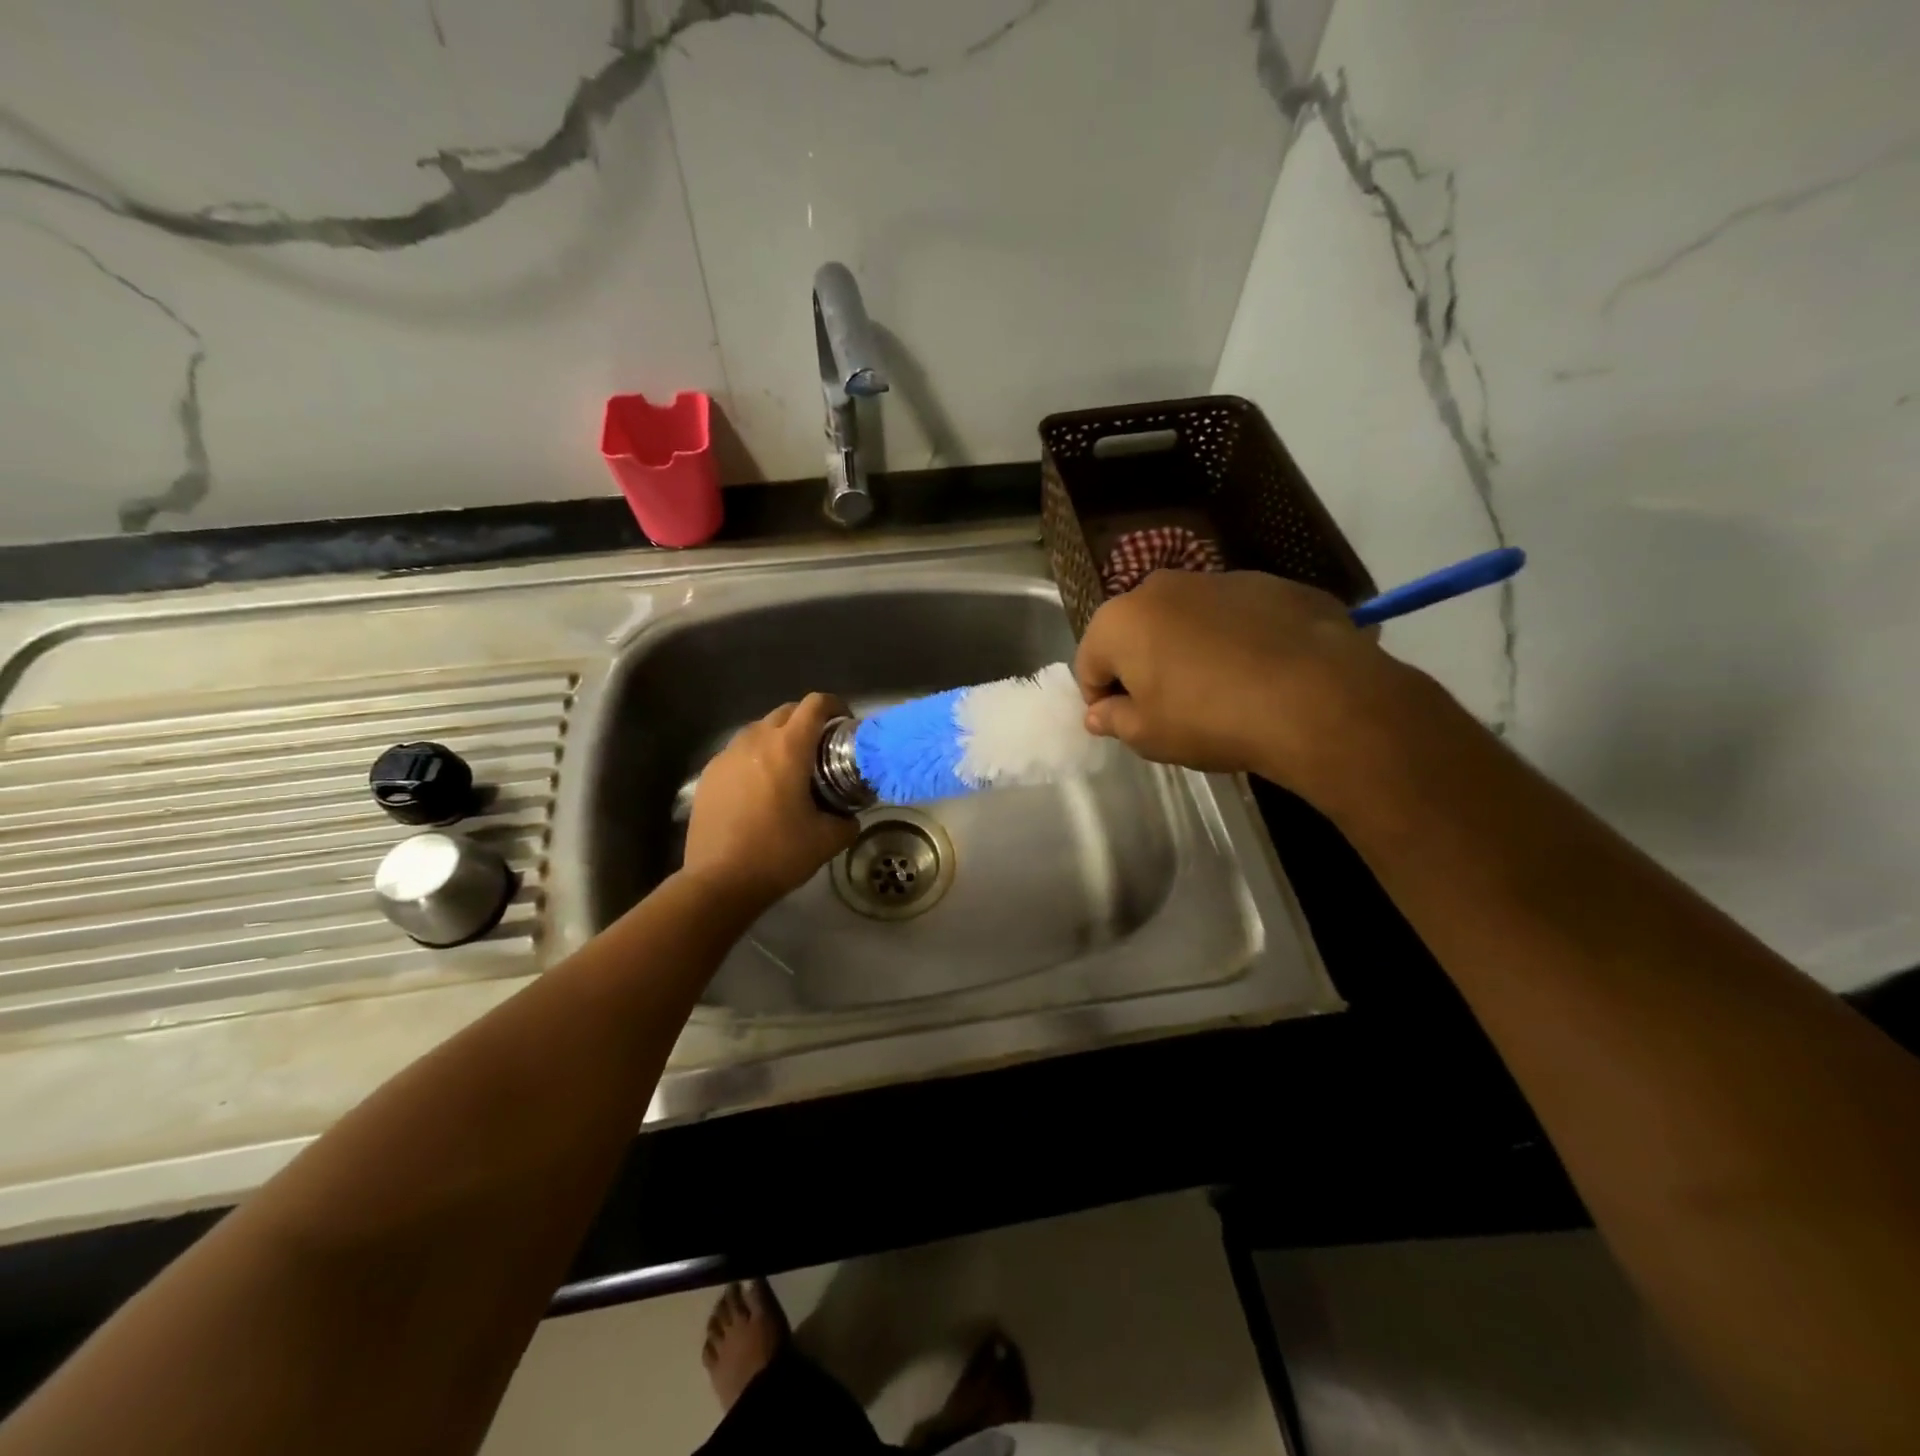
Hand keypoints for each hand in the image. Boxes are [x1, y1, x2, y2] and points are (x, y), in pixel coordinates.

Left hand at [683, 693, 857, 909]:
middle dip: (808, 721)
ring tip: (790, 768)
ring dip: (779, 738)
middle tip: (822, 749)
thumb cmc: (778, 854)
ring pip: (759, 730)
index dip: (835, 707)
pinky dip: (755, 758)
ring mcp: (727, 756)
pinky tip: (760, 789)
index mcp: (788, 748)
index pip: (815, 705)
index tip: (845, 726)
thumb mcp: (827, 840)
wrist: (719, 881)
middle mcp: (755, 741)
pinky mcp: (709, 774)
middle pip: (786, 711)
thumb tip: (851, 817)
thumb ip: (847, 822)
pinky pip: (738, 752)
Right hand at [1074, 569, 1407, 790]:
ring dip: (1187, 649)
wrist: (1316, 697)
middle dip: (1142, 666)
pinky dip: (1233, 639)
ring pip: (1185, 619)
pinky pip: (1233, 616)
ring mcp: (1218, 578)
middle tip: (1168, 707)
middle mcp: (1161, 587)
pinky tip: (1258, 673)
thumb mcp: (1149, 736)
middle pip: (1135, 632)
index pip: (1088, 662)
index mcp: (1121, 620)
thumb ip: (1114, 720)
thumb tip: (1098, 713)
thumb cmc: (1210, 719)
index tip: (1124, 724)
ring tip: (1219, 690)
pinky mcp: (1269, 583)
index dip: (1100, 698)